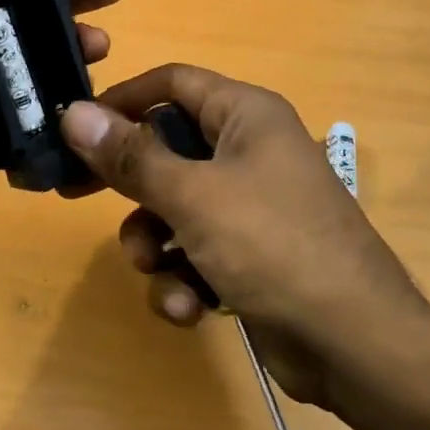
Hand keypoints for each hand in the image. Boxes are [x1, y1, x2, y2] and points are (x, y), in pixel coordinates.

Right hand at [60, 64, 420, 409]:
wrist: (355, 347)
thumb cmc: (274, 247)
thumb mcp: (194, 197)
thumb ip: (131, 156)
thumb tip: (74, 113)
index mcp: (246, 116)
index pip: (172, 83)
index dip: (122, 98)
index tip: (75, 126)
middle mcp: (248, 152)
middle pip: (166, 149)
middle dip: (128, 183)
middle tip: (74, 194)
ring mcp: (250, 207)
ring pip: (173, 208)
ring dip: (154, 242)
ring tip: (156, 269)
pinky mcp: (248, 257)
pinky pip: (194, 252)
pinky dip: (183, 278)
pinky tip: (188, 308)